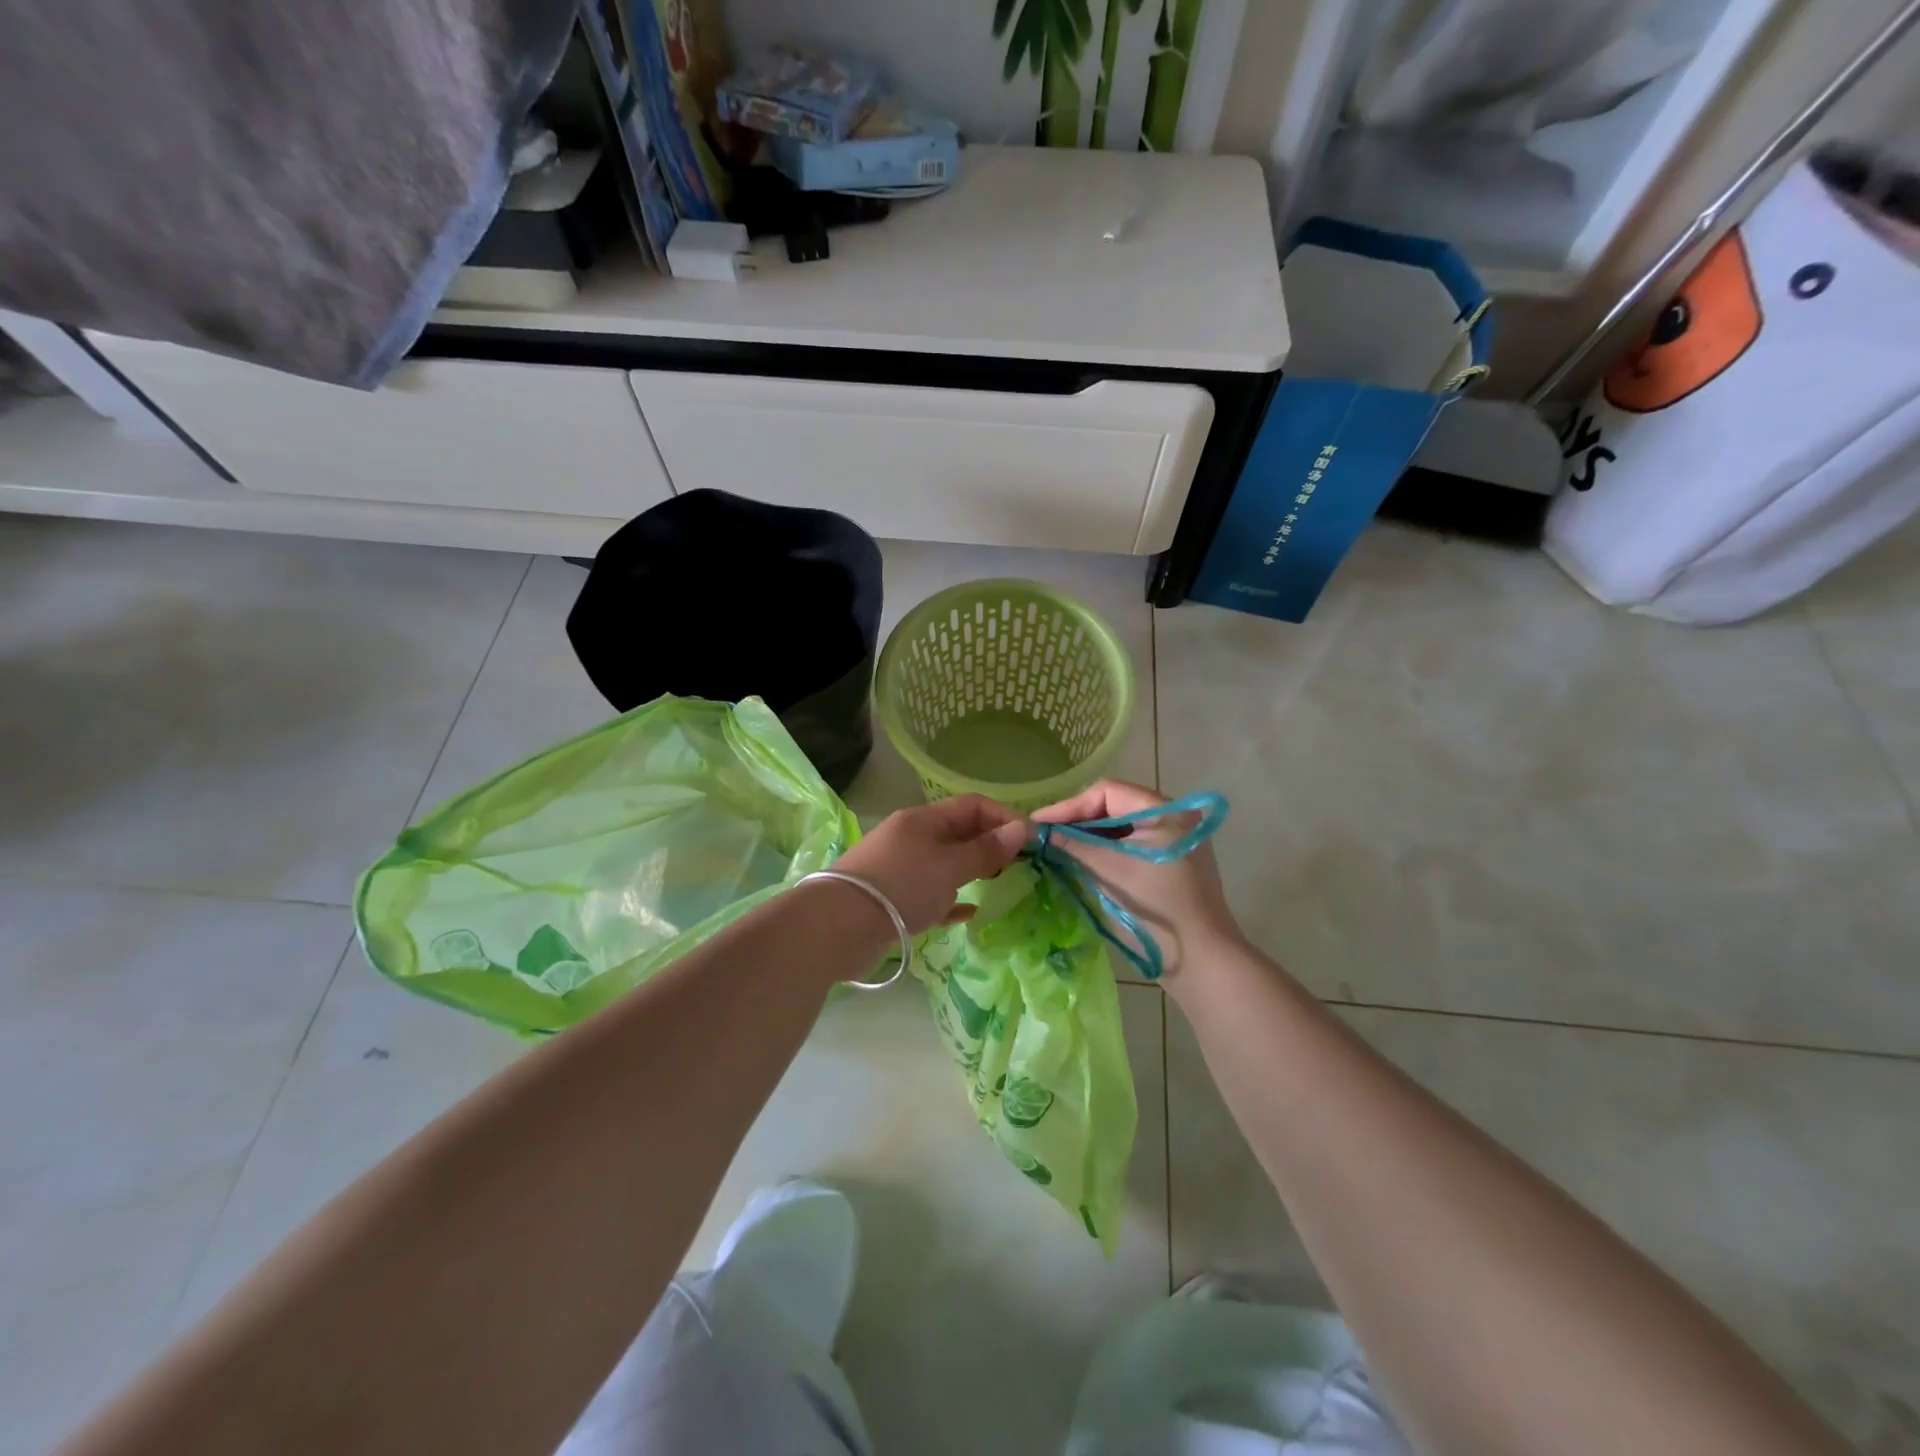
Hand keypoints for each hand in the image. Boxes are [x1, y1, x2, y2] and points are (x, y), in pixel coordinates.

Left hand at [832, 795, 1029, 934]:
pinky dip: (950, 900)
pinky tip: (968, 912)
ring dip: (970, 871)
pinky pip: (930, 895)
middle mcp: (911, 838)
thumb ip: (986, 851)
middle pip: (958, 833)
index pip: (972, 806)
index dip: (1003, 817)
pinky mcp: (892, 900)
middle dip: (989, 844)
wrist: (840, 926)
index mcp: (923, 820)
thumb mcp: (950, 866)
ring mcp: (899, 869)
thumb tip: (1020, 829)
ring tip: (997, 884)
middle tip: (1018, 865)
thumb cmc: (902, 885)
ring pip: (944, 864)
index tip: (1030, 840)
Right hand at [1031, 779, 1240, 980]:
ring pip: (1118, 828)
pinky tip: (1078, 860)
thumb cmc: (1156, 906)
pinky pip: (1128, 846)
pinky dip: (1102, 851)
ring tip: (1054, 847)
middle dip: (1076, 820)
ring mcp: (1172, 842)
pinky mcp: (1168, 864)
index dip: (1069, 806)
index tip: (1037, 823)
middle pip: (1113, 806)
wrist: (1200, 959)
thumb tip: (1030, 830)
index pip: (1107, 792)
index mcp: (1166, 810)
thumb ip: (1070, 844)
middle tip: (1042, 835)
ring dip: (1086, 837)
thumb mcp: (1109, 870)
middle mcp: (1172, 817)